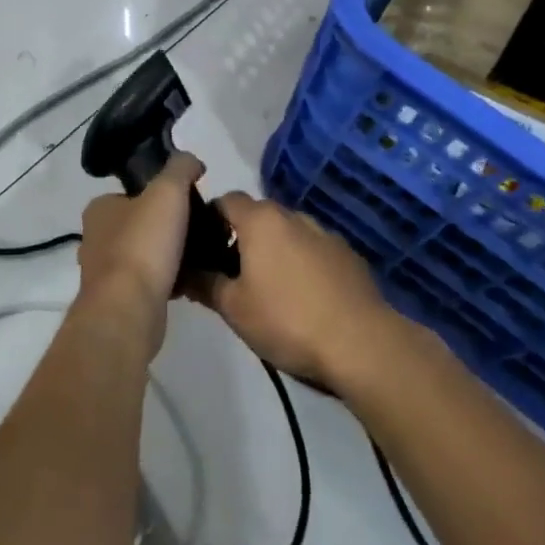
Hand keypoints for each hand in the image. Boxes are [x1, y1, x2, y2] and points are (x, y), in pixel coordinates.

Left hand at [75, 153, 198, 356]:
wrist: (128, 311)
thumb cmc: (143, 244)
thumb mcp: (168, 191)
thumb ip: (180, 168)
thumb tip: (191, 161)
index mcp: (99, 208)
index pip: (132, 193)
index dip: (160, 195)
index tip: (187, 202)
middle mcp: (95, 238)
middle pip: (139, 224)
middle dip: (165, 227)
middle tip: (197, 229)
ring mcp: (104, 273)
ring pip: (144, 255)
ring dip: (167, 256)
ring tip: (198, 255)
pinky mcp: (117, 302)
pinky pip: (148, 283)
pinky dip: (166, 280)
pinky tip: (189, 282)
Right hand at [191, 193, 399, 389]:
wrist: (361, 343)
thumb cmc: (287, 320)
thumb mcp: (235, 309)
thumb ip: (206, 284)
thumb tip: (184, 272)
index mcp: (261, 220)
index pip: (226, 201)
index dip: (210, 219)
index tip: (203, 247)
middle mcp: (292, 215)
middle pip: (258, 215)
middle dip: (242, 237)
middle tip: (232, 273)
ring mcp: (324, 233)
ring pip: (288, 233)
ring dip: (275, 250)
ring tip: (270, 288)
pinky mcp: (348, 255)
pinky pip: (314, 250)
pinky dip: (302, 263)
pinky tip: (304, 298)